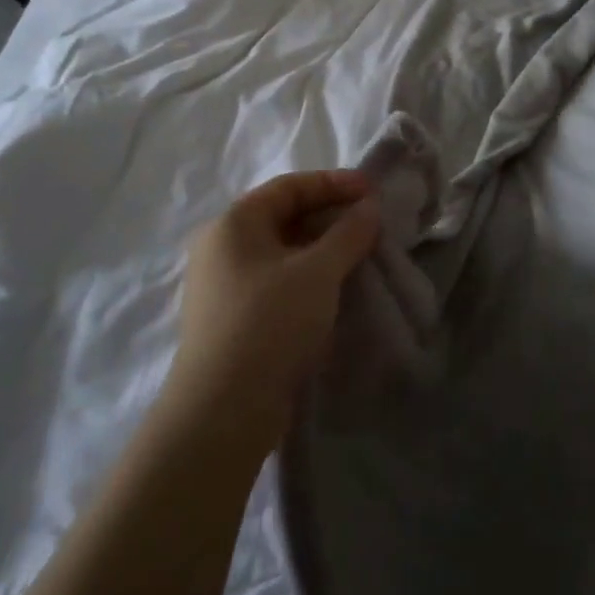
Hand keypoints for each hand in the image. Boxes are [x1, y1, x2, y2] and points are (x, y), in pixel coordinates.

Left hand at [167, 170, 381, 453]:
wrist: (223, 411)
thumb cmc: (270, 323)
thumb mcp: (318, 271)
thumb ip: (348, 233)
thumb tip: (369, 208)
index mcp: (233, 222)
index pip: (289, 187)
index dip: (334, 183)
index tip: (373, 192)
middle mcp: (221, 246)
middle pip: (284, 216)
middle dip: (330, 216)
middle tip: (370, 224)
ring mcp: (223, 284)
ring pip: (281, 251)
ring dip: (322, 248)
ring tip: (359, 255)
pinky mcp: (232, 317)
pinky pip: (276, 280)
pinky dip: (307, 275)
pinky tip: (334, 289)